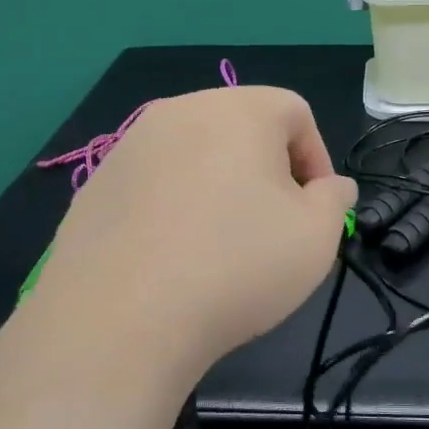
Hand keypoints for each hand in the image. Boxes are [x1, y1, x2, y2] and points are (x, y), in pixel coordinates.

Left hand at [27, 87, 355, 382]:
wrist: (121, 318)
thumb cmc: (237, 265)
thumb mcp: (317, 236)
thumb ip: (334, 199)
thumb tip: (330, 186)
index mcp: (238, 110)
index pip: (294, 112)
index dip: (316, 158)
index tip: (313, 208)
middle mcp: (179, 112)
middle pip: (240, 127)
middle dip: (266, 170)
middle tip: (271, 225)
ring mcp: (129, 147)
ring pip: (194, 154)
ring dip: (218, 187)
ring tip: (219, 245)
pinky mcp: (95, 185)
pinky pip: (153, 184)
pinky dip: (173, 207)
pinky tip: (171, 257)